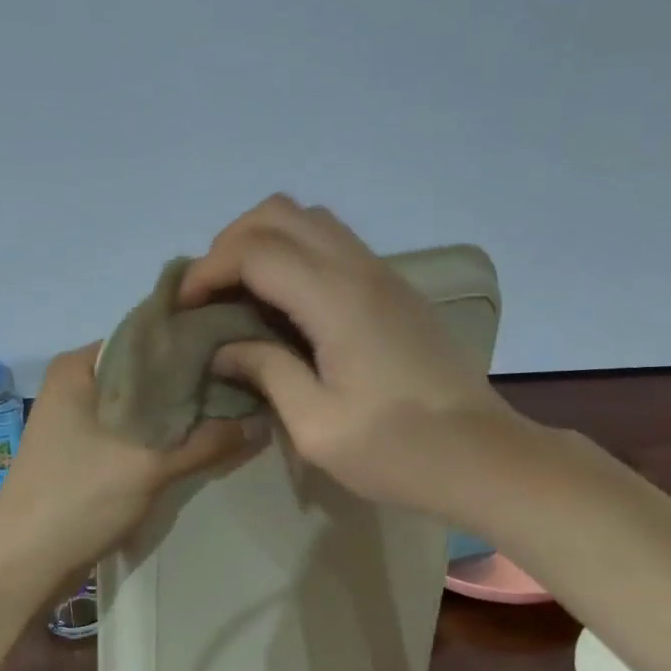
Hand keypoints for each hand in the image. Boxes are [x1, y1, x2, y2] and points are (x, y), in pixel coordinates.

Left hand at [0, 343, 261, 588]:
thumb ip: (206, 442)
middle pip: (146, 372)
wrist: (22, 565)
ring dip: (179, 414)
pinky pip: (132, 431)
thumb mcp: (148, 466)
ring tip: (232, 411)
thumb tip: (261, 422)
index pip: (147, 336)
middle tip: (244, 384)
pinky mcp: (85, 450)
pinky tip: (200, 442)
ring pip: (141, 405)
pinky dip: (162, 437)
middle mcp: (76, 384)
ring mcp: (78, 419)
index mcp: (79, 366)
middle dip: (191, 383)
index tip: (237, 350)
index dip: (192, 343)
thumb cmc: (77, 498)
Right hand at [179, 195, 515, 516]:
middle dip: (230, 243)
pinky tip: (284, 302)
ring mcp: (382, 273)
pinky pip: (332, 241)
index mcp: (337, 300)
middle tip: (210, 294)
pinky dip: (294, 252)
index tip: (185, 309)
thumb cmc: (399, 451)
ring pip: (309, 219)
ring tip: (241, 292)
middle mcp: (359, 269)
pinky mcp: (393, 287)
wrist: (486, 456)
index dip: (208, 270)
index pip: (255, 251)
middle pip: (279, 213)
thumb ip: (266, 372)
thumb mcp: (317, 426)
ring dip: (264, 241)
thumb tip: (224, 348)